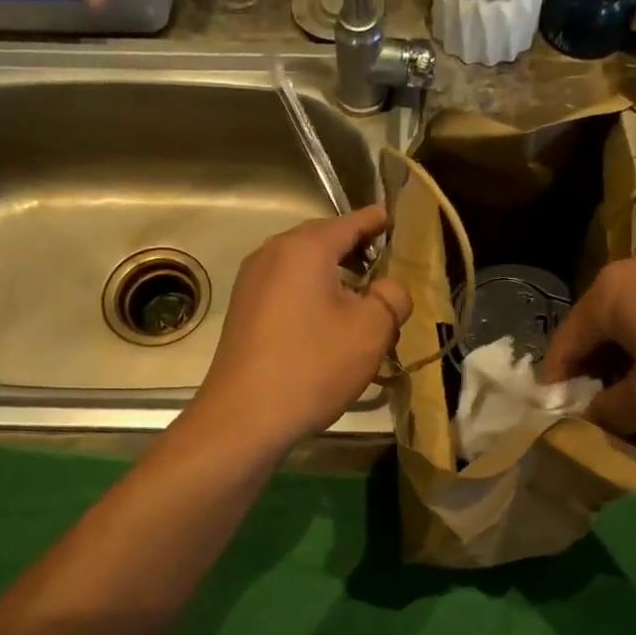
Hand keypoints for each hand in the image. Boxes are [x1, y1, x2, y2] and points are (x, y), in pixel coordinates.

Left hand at [191, 206, 411, 450]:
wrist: (244, 416)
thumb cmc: (313, 365)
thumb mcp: (371, 330)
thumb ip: (392, 298)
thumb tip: (390, 289)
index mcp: (304, 248)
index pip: (348, 223)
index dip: (374, 221)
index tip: (392, 218)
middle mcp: (271, 255)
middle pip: (321, 241)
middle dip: (354, 250)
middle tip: (383, 265)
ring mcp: (251, 283)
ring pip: (302, 267)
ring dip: (332, 276)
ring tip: (360, 299)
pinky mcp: (243, 311)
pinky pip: (285, 288)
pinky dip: (310, 294)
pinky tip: (326, 322)